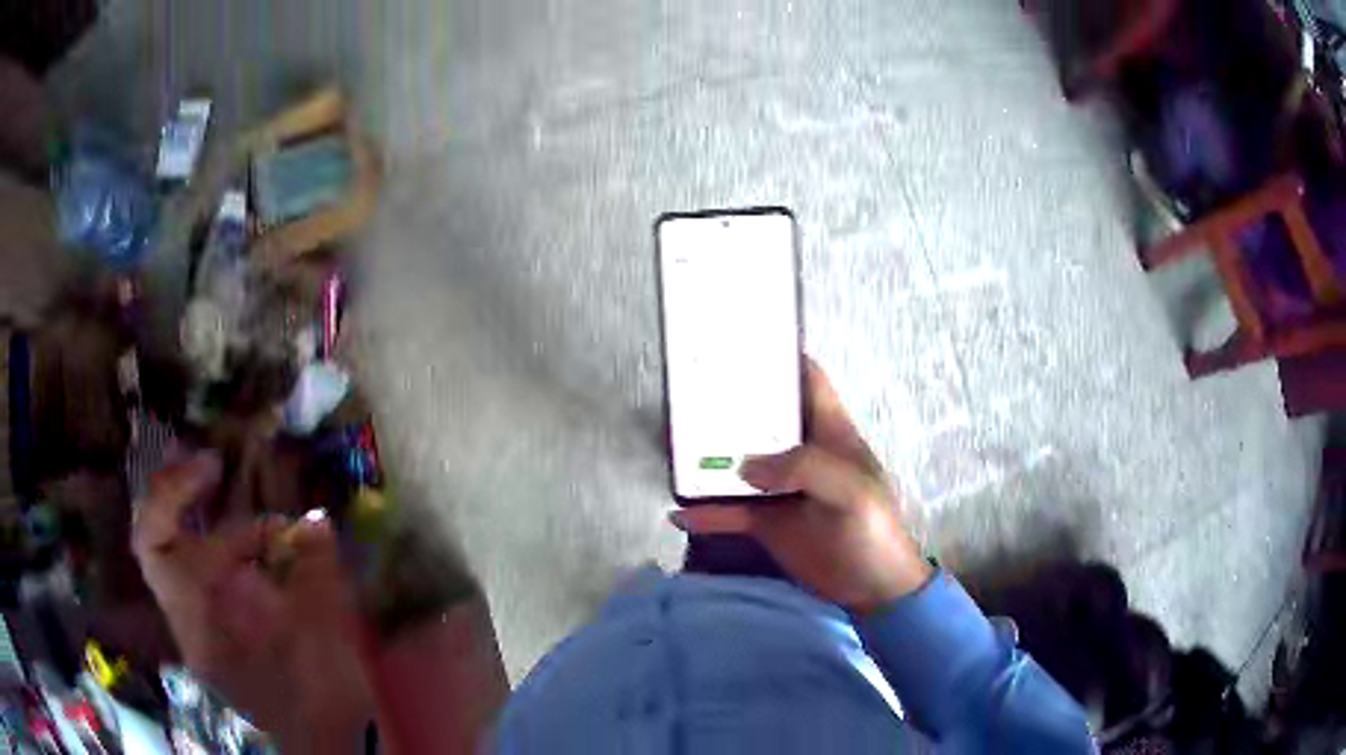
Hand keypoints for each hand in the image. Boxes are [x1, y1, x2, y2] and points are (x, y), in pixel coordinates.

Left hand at [131, 452, 372, 752]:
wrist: (321, 747)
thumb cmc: (318, 701)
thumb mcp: (321, 637)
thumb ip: (315, 574)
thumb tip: (317, 521)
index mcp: (200, 620)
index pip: (155, 542)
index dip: (171, 492)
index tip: (214, 466)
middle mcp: (188, 616)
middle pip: (157, 538)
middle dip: (177, 493)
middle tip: (210, 463)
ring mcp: (200, 621)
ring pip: (183, 551)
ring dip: (209, 520)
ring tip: (249, 506)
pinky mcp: (218, 626)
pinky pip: (208, 571)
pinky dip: (230, 549)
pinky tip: (263, 546)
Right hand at [670, 359, 932, 612]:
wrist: (872, 589)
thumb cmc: (873, 531)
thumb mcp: (850, 491)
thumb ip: (804, 468)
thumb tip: (744, 466)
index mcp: (829, 433)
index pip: (806, 381)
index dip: (779, 359)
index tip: (739, 344)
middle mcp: (800, 453)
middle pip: (761, 419)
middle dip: (729, 404)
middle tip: (688, 391)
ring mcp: (780, 489)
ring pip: (738, 463)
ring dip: (709, 457)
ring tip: (671, 444)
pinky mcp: (767, 523)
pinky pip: (729, 512)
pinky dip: (705, 512)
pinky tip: (677, 511)